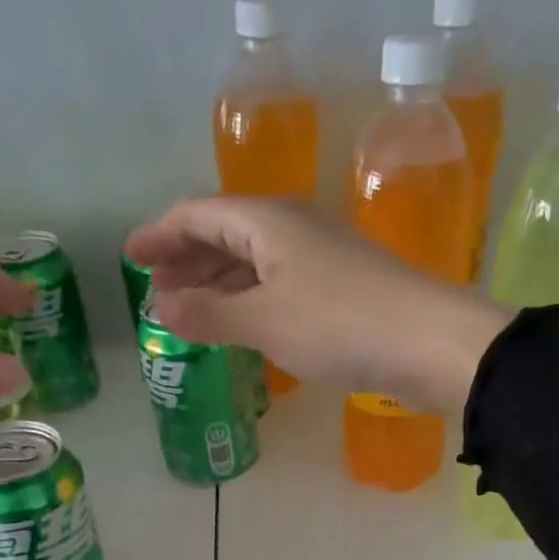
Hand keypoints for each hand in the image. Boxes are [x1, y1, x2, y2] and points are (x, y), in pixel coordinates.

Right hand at [125, 197, 512, 412]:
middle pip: (226, 234)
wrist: (428, 344)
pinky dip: (251, 303)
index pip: (198, 215)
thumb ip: (210, 314)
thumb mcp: (265, 321)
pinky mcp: (341, 292)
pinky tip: (244, 327)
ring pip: (254, 263)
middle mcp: (293, 229)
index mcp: (268, 221)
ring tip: (190, 313)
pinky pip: (279, 288)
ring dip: (218, 285)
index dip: (160, 234)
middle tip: (156, 292)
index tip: (130, 258)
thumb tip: (161, 309)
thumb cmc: (339, 324)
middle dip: (187, 261)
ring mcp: (320, 260)